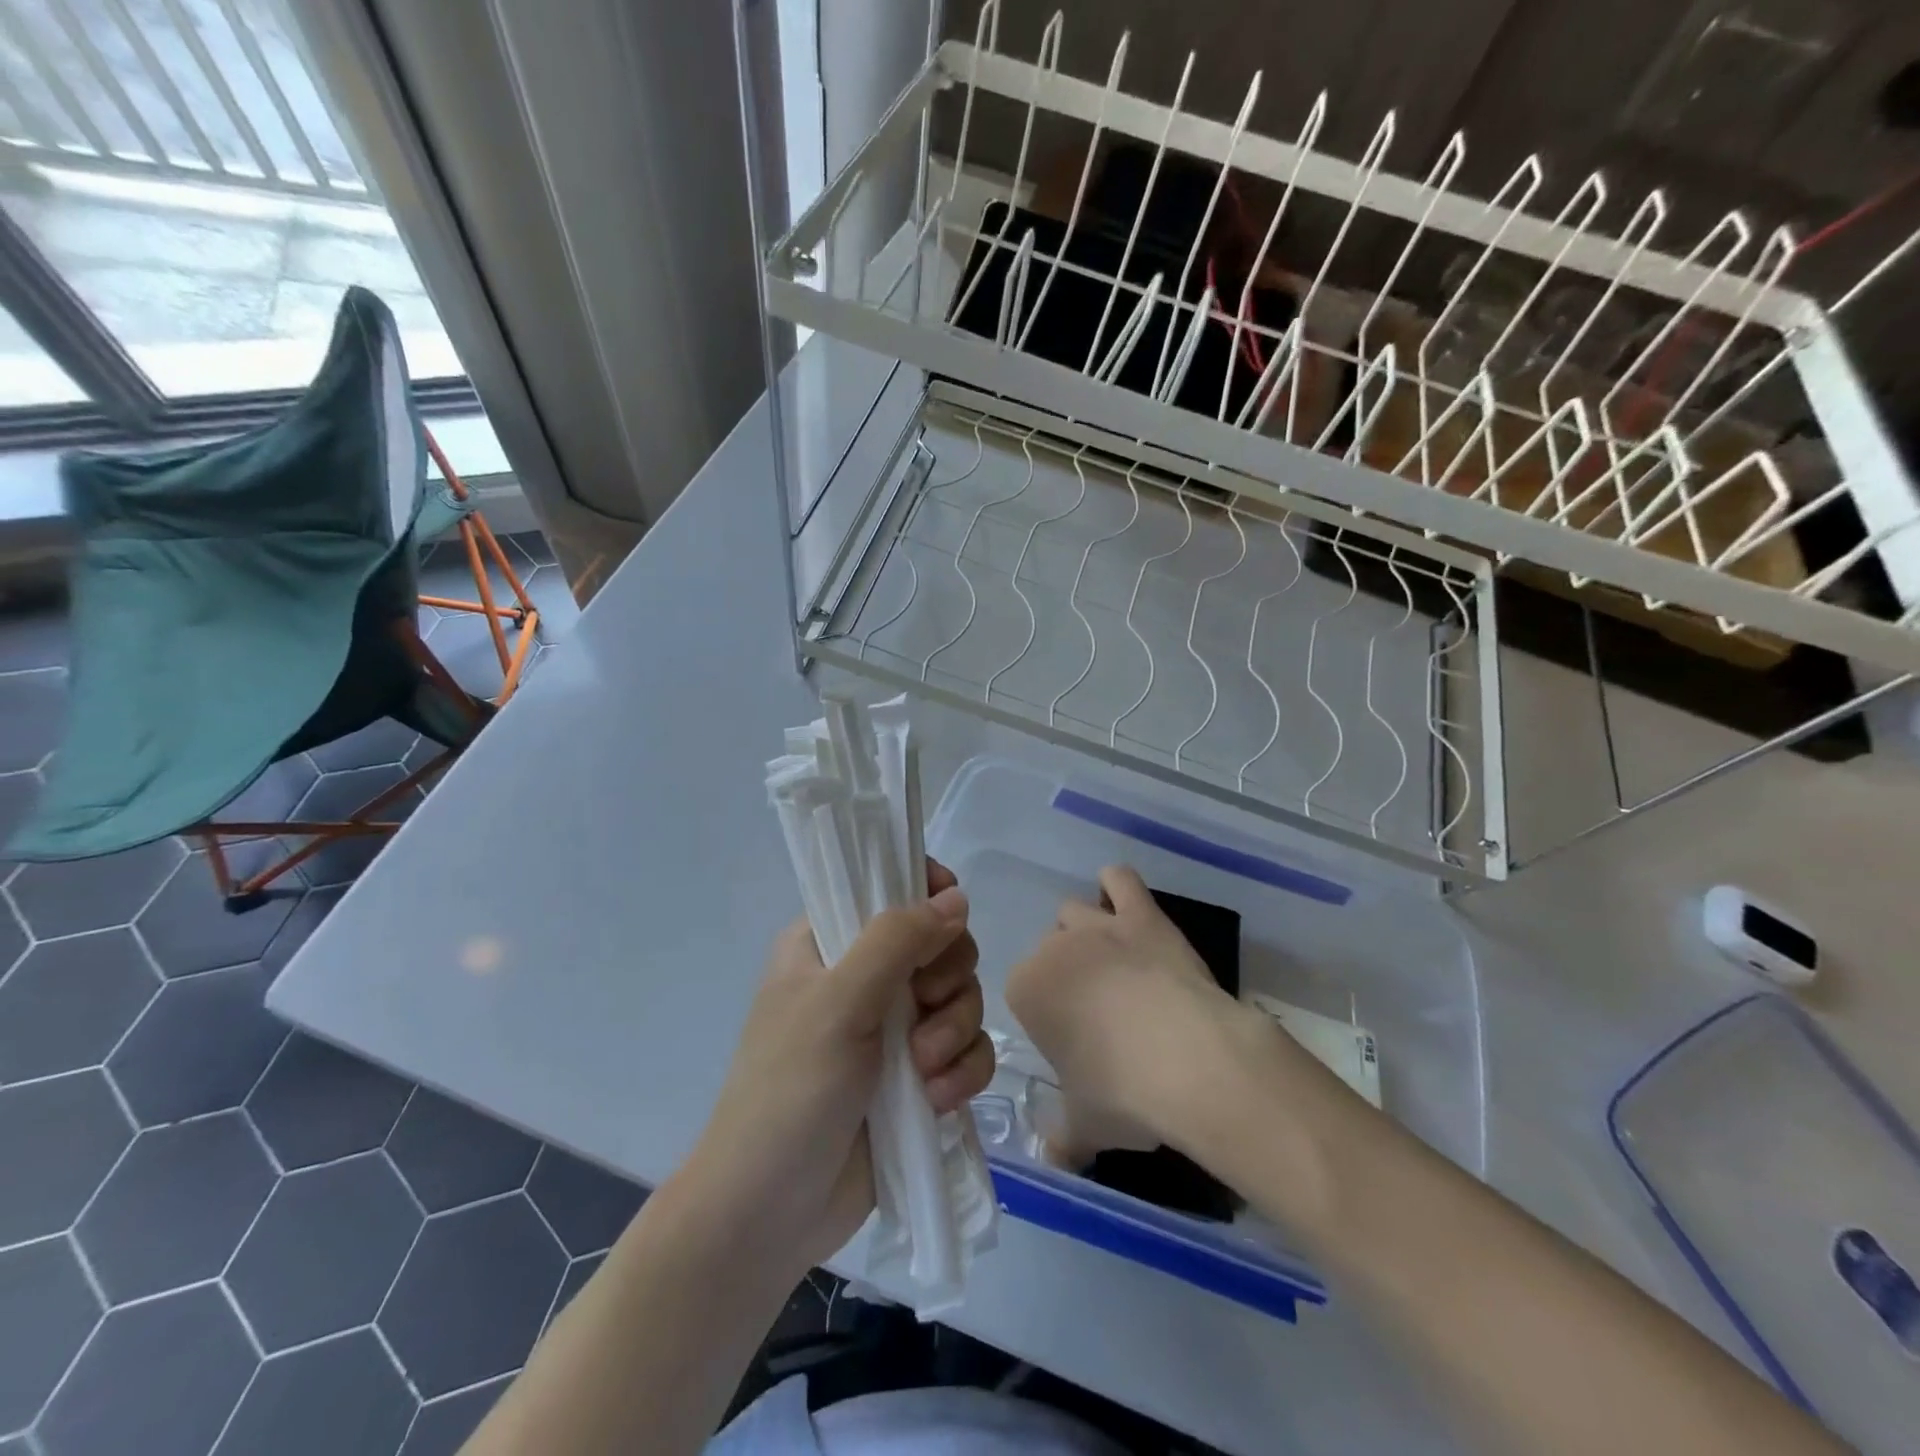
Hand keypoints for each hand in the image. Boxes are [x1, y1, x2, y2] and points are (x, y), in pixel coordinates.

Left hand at [678, 861, 995, 1278]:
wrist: (770, 1215)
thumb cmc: (789, 1092)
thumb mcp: (839, 1003)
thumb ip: (897, 941)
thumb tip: (957, 897)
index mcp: (829, 942)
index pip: (888, 887)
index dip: (928, 893)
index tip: (950, 918)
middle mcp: (865, 977)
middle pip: (941, 943)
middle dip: (946, 977)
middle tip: (922, 1006)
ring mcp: (894, 1028)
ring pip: (962, 997)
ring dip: (954, 1032)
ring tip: (924, 1071)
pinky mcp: (919, 1077)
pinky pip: (968, 1050)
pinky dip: (962, 1072)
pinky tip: (937, 1101)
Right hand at [1007, 865, 1281, 1167]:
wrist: (1189, 1061)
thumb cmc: (1123, 1094)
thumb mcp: (1085, 1127)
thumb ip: (1062, 1137)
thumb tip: (1053, 1155)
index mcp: (1027, 989)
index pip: (1023, 990)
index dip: (1045, 1014)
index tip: (1070, 1041)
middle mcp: (1054, 948)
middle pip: (1050, 948)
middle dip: (1067, 971)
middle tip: (1097, 1009)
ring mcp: (1100, 926)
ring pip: (1076, 911)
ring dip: (1086, 931)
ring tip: (1112, 963)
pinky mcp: (1143, 915)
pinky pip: (1119, 879)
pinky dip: (1117, 886)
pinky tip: (1124, 904)